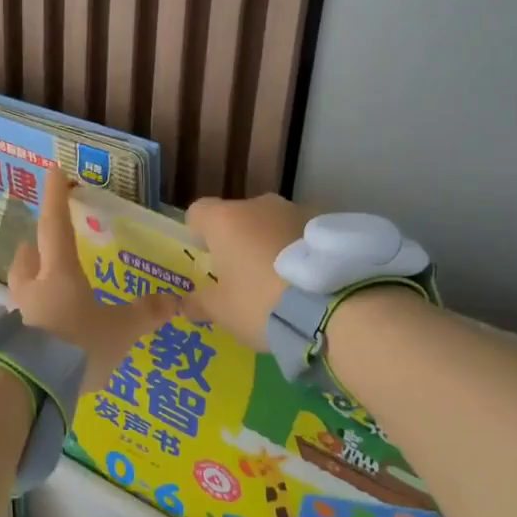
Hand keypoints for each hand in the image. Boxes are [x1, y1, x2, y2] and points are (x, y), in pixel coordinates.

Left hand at [8, 172, 183, 394]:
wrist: (29, 387)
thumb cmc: (77, 345)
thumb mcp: (120, 331)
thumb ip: (145, 314)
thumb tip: (176, 299)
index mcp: (59, 273)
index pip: (56, 225)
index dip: (56, 197)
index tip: (51, 169)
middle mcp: (33, 288)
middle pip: (27, 257)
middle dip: (34, 247)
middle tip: (39, 244)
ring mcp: (15, 316)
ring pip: (20, 288)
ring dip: (30, 282)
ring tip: (44, 289)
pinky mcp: (8, 344)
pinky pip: (18, 320)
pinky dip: (29, 319)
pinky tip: (41, 333)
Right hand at [183, 193, 315, 350]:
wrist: (333, 305)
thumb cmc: (261, 303)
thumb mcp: (222, 312)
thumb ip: (200, 303)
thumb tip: (184, 304)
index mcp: (225, 220)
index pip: (198, 212)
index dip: (198, 233)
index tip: (207, 259)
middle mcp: (259, 205)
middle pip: (239, 217)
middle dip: (239, 240)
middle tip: (246, 277)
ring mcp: (297, 209)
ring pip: (273, 223)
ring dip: (272, 243)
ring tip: (284, 281)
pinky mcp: (329, 222)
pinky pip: (303, 233)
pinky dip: (301, 249)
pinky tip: (309, 280)